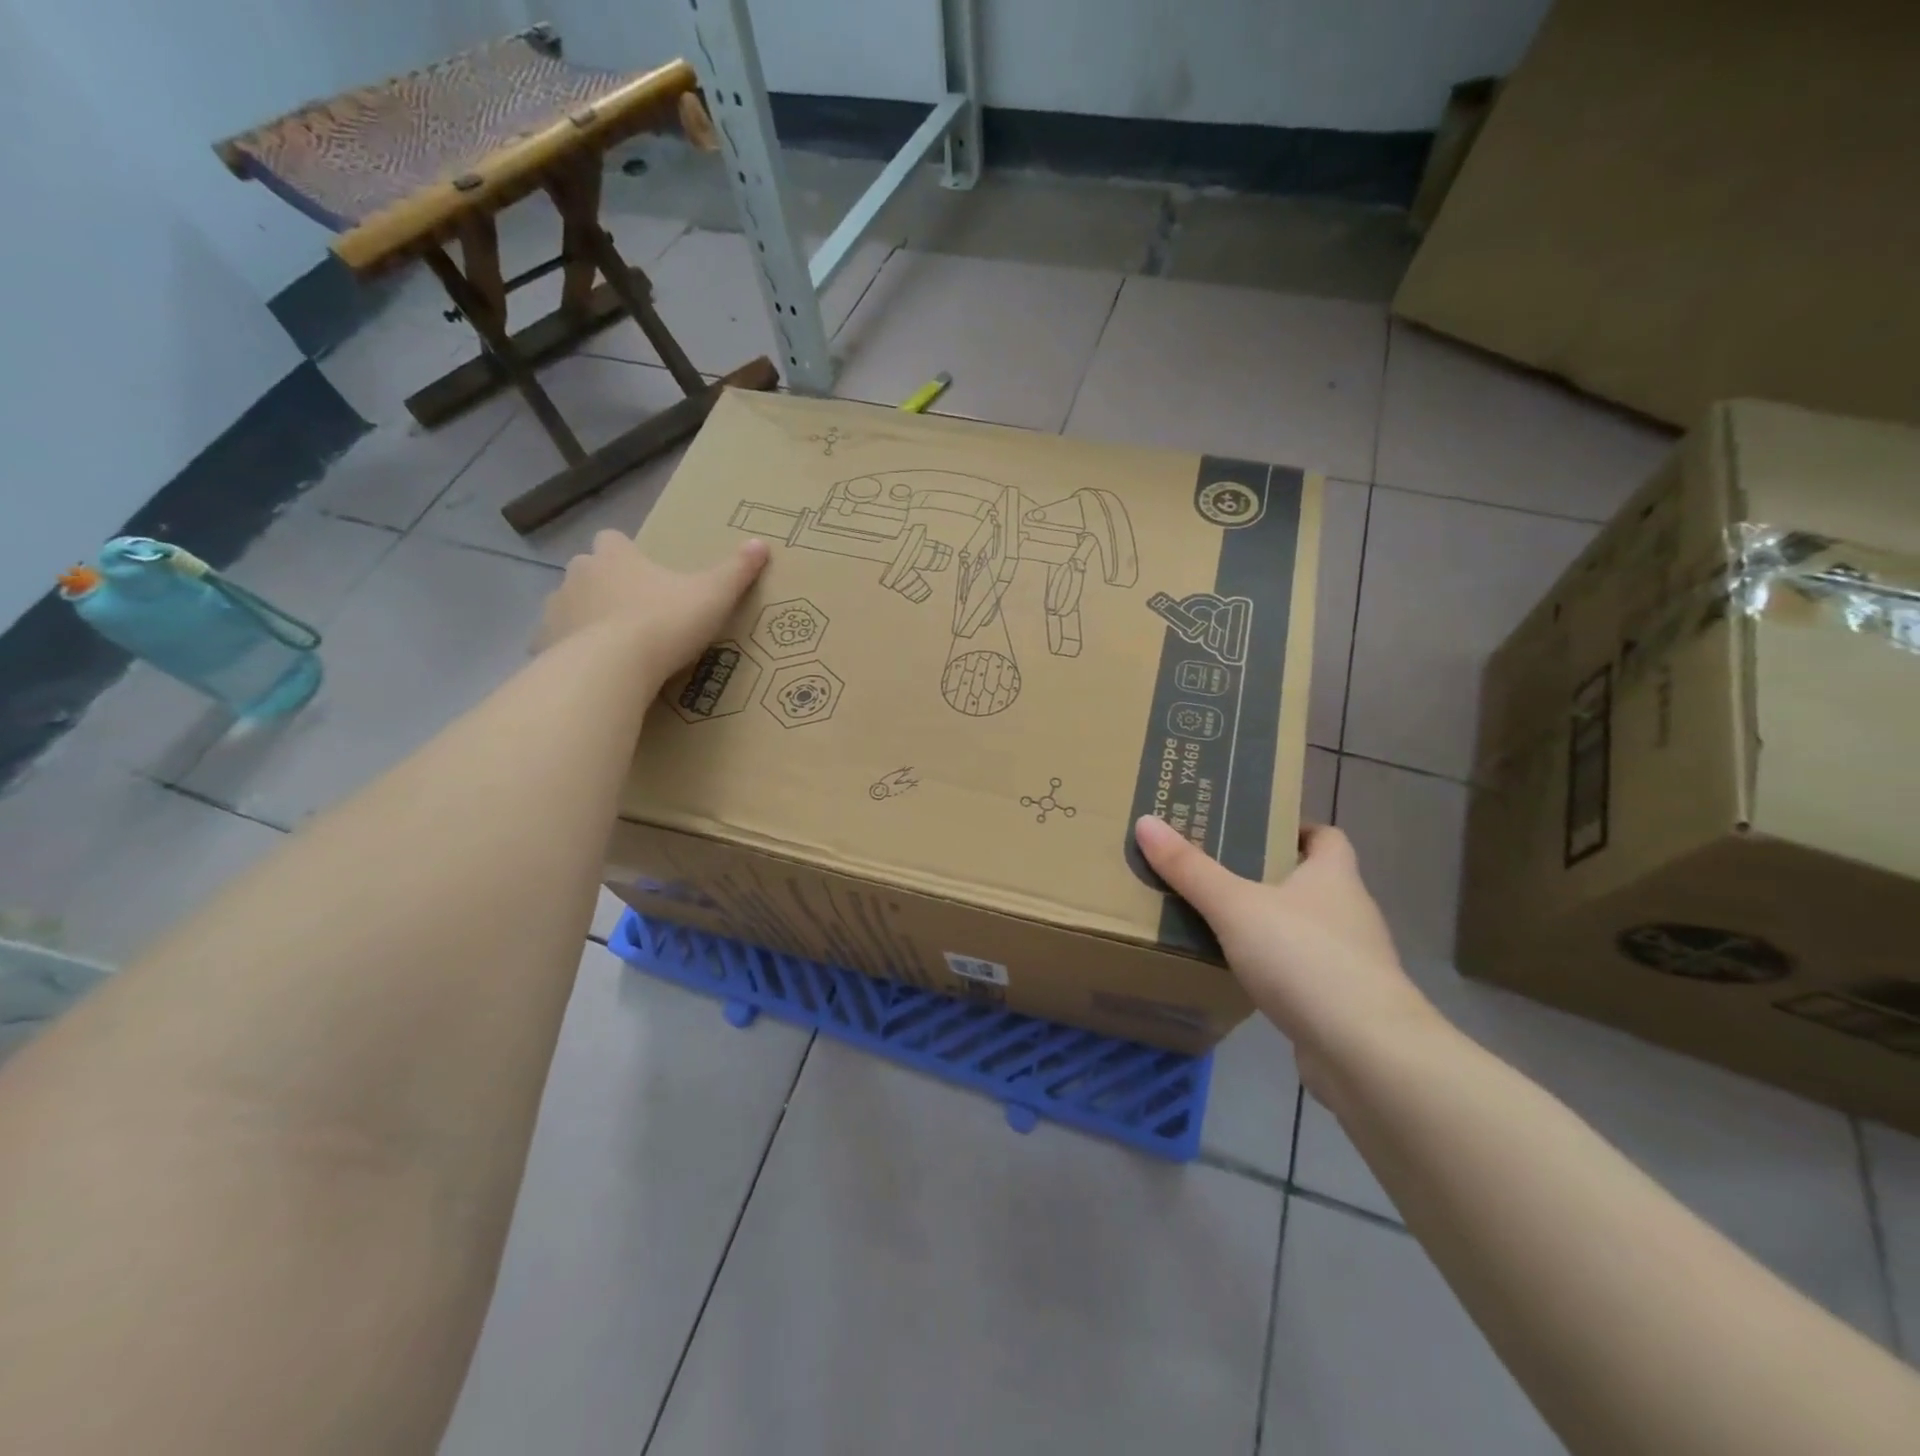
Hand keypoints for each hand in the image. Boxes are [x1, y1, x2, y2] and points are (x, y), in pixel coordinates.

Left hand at [538, 531, 768, 673]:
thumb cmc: (664, 622)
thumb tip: (762, 543)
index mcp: (615, 557)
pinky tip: (594, 671)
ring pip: (570, 606)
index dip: (626, 554)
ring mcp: (557, 609)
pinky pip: (558, 643)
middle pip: (588, 571)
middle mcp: (580, 574)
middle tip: (635, 612)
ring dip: (587, 618)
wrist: (611, 668)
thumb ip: (736, 571)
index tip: (643, 572)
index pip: (612, 540)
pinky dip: (572, 652)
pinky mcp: (544, 645)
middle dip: (605, 586)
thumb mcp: (712, 595)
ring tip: (616, 647)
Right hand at [1133, 817, 1439, 1088]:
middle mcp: (1350, 912)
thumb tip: (1146, 821)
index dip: (1295, 828)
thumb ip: (1190, 868)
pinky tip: (1242, 975)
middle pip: (1311, 881)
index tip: (1253, 830)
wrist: (1365, 1052)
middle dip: (1268, 876)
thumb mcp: (1235, 906)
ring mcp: (1352, 961)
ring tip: (1219, 922)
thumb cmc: (1304, 958)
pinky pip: (1304, 971)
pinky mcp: (1345, 1002)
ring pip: (1305, 928)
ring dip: (1270, 924)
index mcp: (1334, 876)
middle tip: (1215, 870)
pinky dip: (1277, 968)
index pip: (1326, 837)